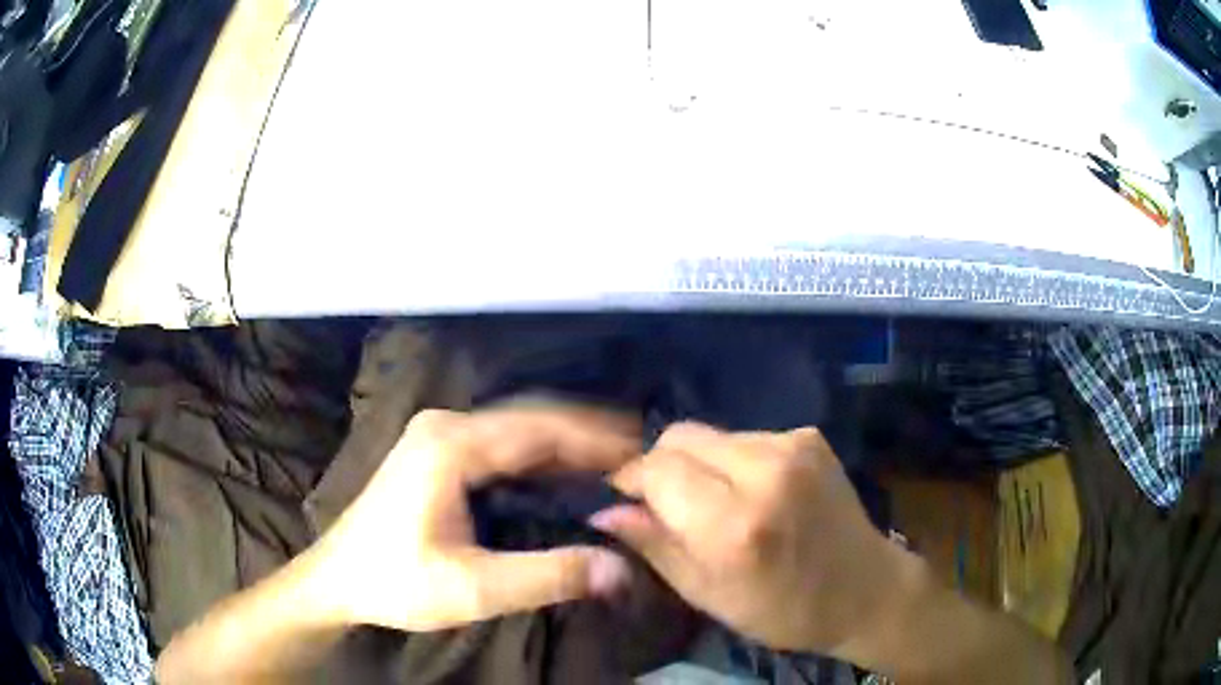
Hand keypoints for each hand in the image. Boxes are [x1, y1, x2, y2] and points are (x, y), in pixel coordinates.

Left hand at [304, 406, 639, 631]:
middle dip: (588, 437)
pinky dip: (540, 456)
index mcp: (451, 445)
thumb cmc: (396, 584)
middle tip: (641, 458)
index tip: (645, 453)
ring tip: (616, 464)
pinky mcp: (437, 450)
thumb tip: (621, 569)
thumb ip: (548, 576)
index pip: (540, 429)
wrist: (337, 580)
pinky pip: (502, 443)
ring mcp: (439, 434)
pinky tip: (565, 475)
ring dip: (566, 445)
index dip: (597, 439)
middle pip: (532, 420)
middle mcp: (446, 425)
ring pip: (518, 429)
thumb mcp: (473, 590)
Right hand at [591, 423, 918, 658]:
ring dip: (698, 463)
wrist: (865, 589)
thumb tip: (605, 511)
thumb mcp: (708, 595)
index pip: (657, 470)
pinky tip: (751, 492)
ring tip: (714, 502)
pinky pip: (746, 437)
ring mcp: (792, 446)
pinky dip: (732, 461)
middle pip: (679, 437)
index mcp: (735, 524)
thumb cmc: (783, 609)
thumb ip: (655, 546)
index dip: (632, 479)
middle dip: (661, 465)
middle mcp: (763, 471)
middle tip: (665, 502)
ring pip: (711, 434)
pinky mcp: (809, 437)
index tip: (627, 498)